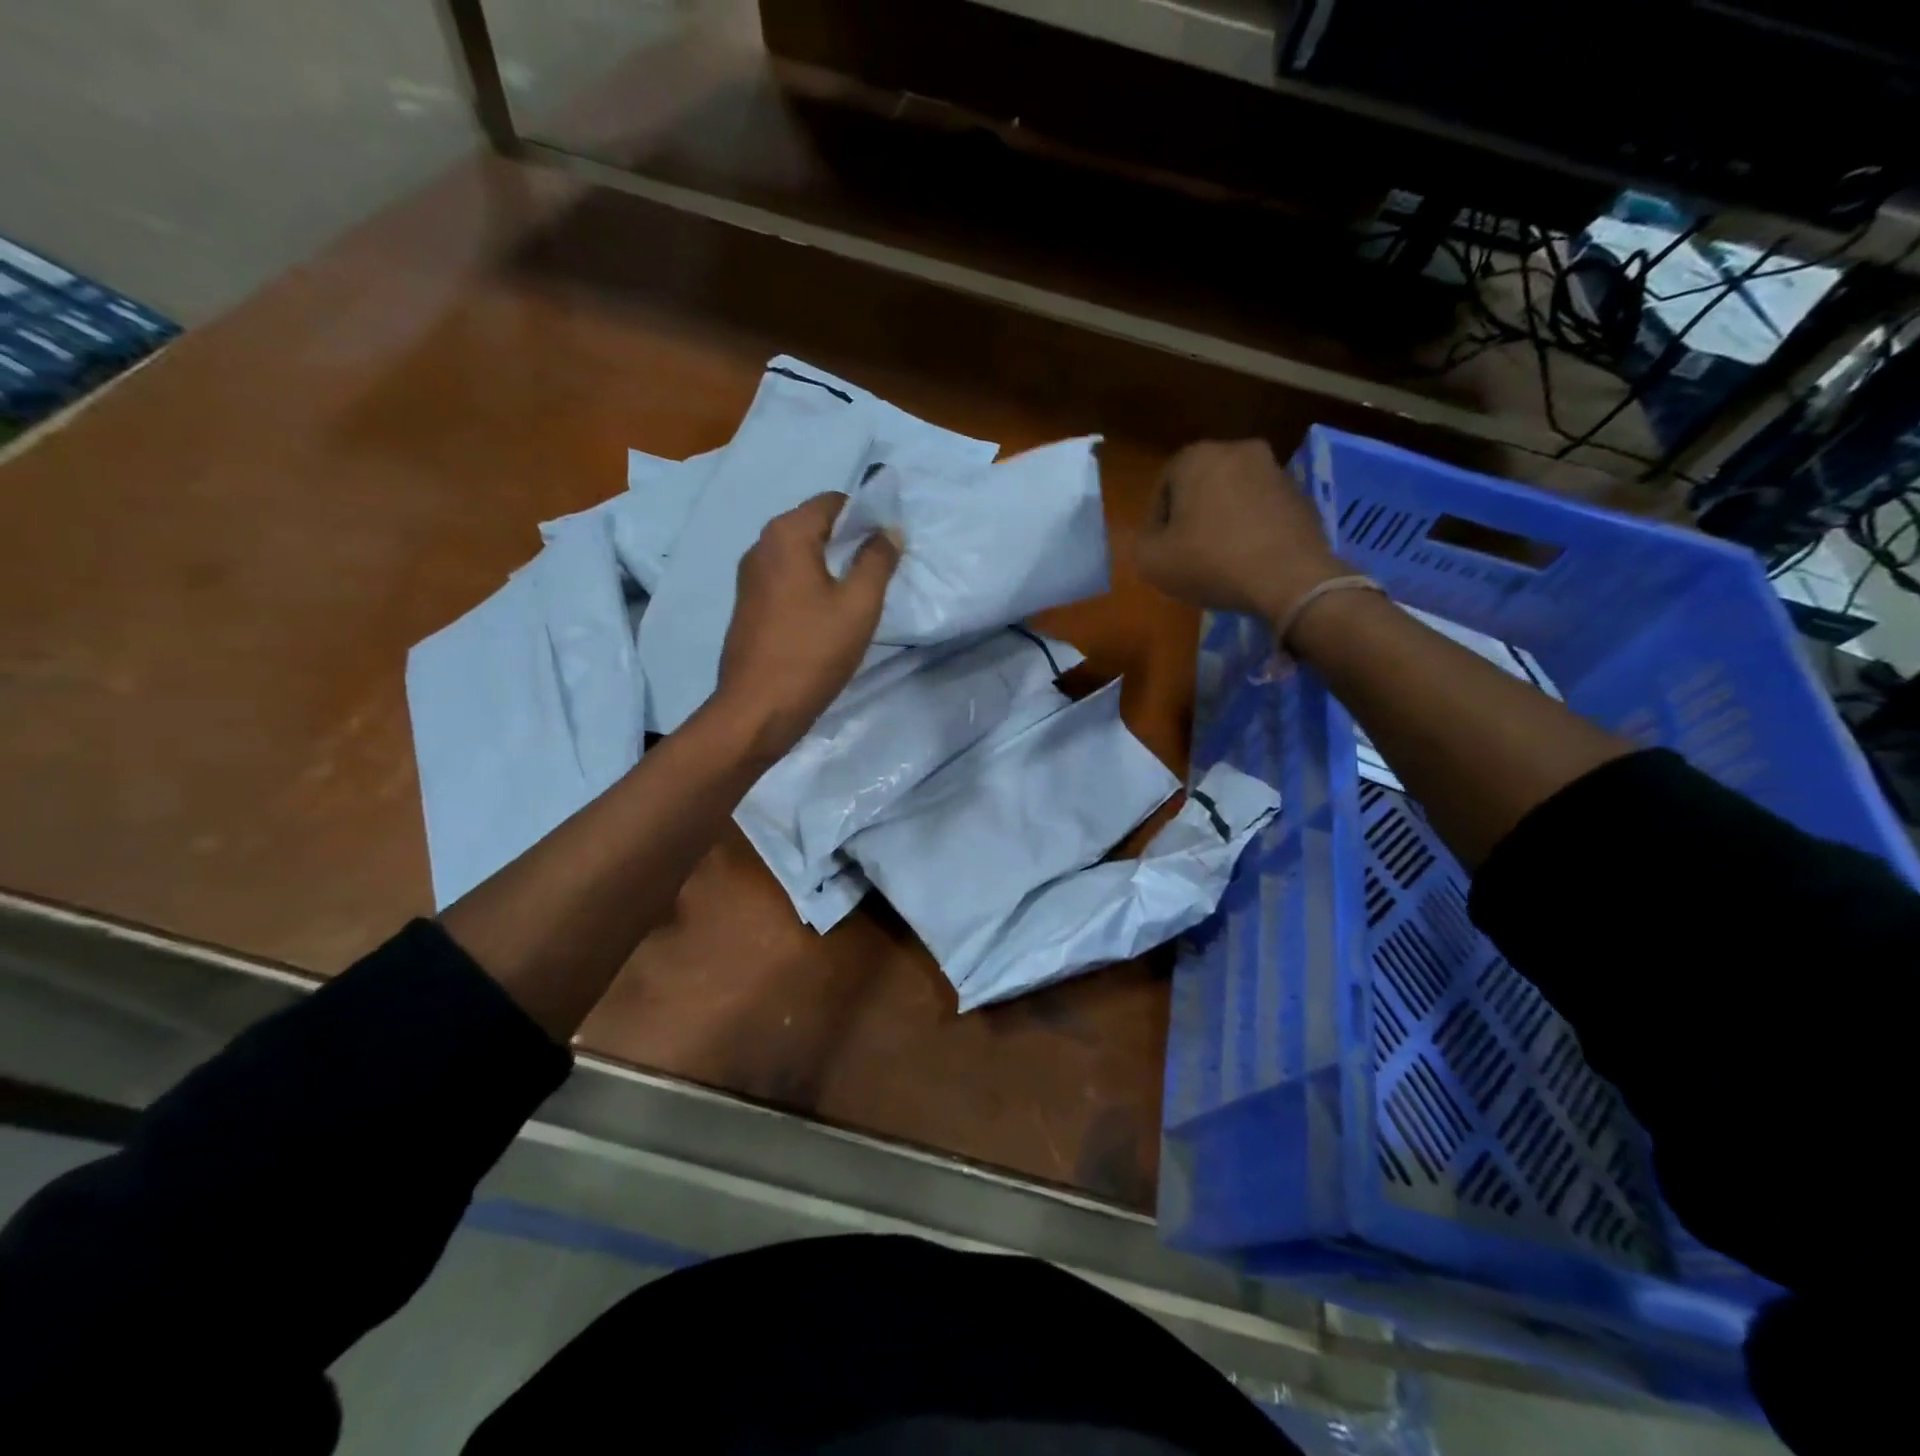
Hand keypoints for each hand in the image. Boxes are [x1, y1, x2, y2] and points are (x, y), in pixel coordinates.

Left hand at [714, 492, 899, 760]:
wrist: (758, 709)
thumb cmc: (813, 653)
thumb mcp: (859, 605)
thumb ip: (878, 561)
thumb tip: (889, 530)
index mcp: (786, 535)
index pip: (832, 502)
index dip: (865, 516)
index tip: (888, 545)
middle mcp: (761, 546)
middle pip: (813, 525)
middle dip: (848, 540)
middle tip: (879, 571)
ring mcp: (749, 577)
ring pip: (799, 555)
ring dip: (830, 565)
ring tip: (857, 596)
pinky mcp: (748, 606)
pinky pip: (786, 579)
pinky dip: (810, 585)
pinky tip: (827, 615)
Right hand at [1135, 440, 1345, 624]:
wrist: (1290, 578)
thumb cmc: (1211, 562)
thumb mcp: (1152, 561)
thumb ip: (1143, 541)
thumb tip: (1157, 536)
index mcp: (1197, 457)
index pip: (1163, 485)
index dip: (1157, 521)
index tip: (1160, 549)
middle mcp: (1238, 450)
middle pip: (1200, 486)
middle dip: (1192, 515)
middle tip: (1187, 552)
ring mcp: (1276, 470)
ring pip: (1234, 495)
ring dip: (1223, 520)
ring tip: (1220, 558)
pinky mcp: (1302, 494)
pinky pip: (1263, 509)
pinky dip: (1252, 527)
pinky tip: (1249, 559)